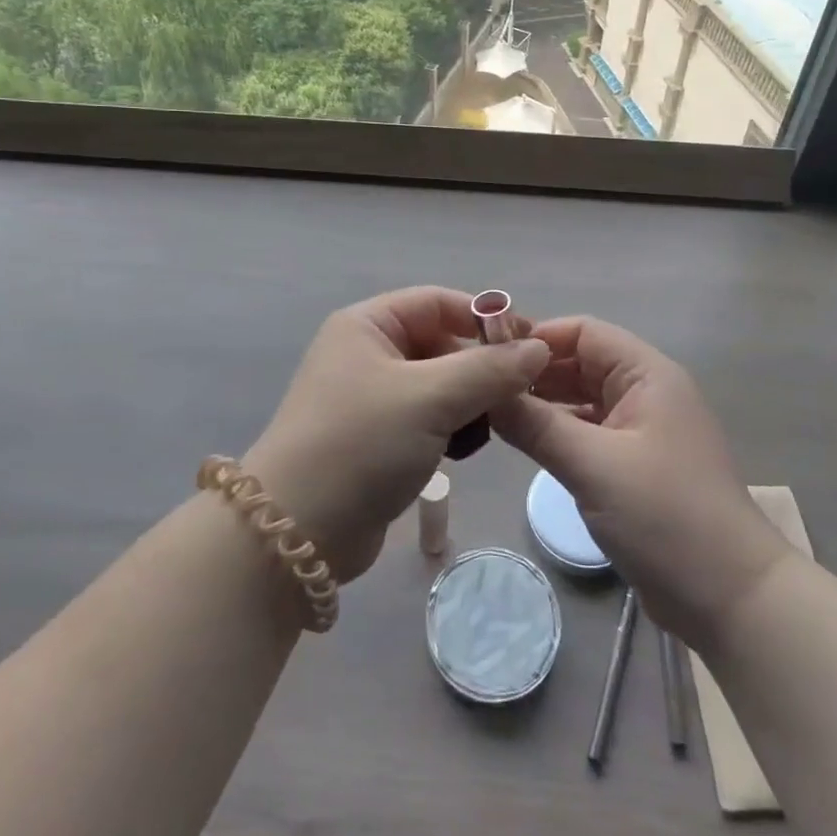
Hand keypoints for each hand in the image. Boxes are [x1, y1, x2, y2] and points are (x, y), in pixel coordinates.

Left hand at [245, 287, 549, 582]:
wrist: (297, 534)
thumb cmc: (361, 445)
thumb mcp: (431, 398)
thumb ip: (490, 370)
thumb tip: (539, 349)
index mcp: (367, 326)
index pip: (437, 302)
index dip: (484, 318)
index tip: (530, 345)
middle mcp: (366, 353)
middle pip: (440, 343)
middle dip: (479, 366)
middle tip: (517, 395)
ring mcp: (370, 397)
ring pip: (438, 383)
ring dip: (469, 400)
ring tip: (491, 426)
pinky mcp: (377, 438)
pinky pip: (427, 417)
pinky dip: (450, 427)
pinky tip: (464, 450)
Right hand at [493, 317, 789, 647]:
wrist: (731, 600)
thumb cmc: (666, 517)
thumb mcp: (593, 466)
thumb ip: (535, 425)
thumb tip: (484, 392)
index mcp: (646, 375)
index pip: (584, 332)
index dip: (537, 336)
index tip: (488, 354)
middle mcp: (644, 392)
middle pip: (581, 363)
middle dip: (534, 371)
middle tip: (480, 386)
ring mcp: (641, 430)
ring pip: (582, 400)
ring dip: (543, 403)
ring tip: (491, 412)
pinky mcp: (634, 465)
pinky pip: (588, 433)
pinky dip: (558, 433)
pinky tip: (523, 443)